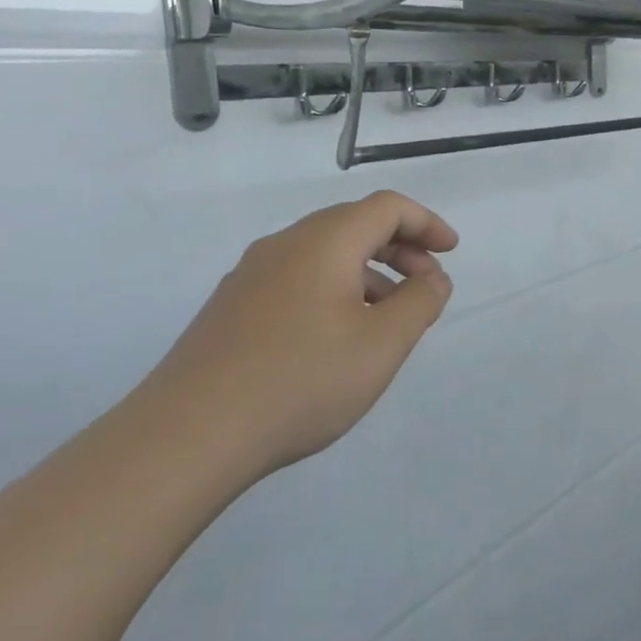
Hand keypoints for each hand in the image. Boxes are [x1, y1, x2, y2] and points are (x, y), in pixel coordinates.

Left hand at [130, 191, 457, 481]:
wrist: (189, 434)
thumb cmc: (302, 379)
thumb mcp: (382, 343)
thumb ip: (420, 303)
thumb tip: (434, 278)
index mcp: (324, 240)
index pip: (386, 207)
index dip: (427, 223)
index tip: (451, 252)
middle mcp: (284, 245)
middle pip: (354, 225)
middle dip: (400, 248)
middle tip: (427, 286)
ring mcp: (250, 276)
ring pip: (323, 256)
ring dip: (368, 273)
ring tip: (388, 320)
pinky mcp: (230, 308)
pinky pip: (297, 281)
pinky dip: (333, 291)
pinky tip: (337, 339)